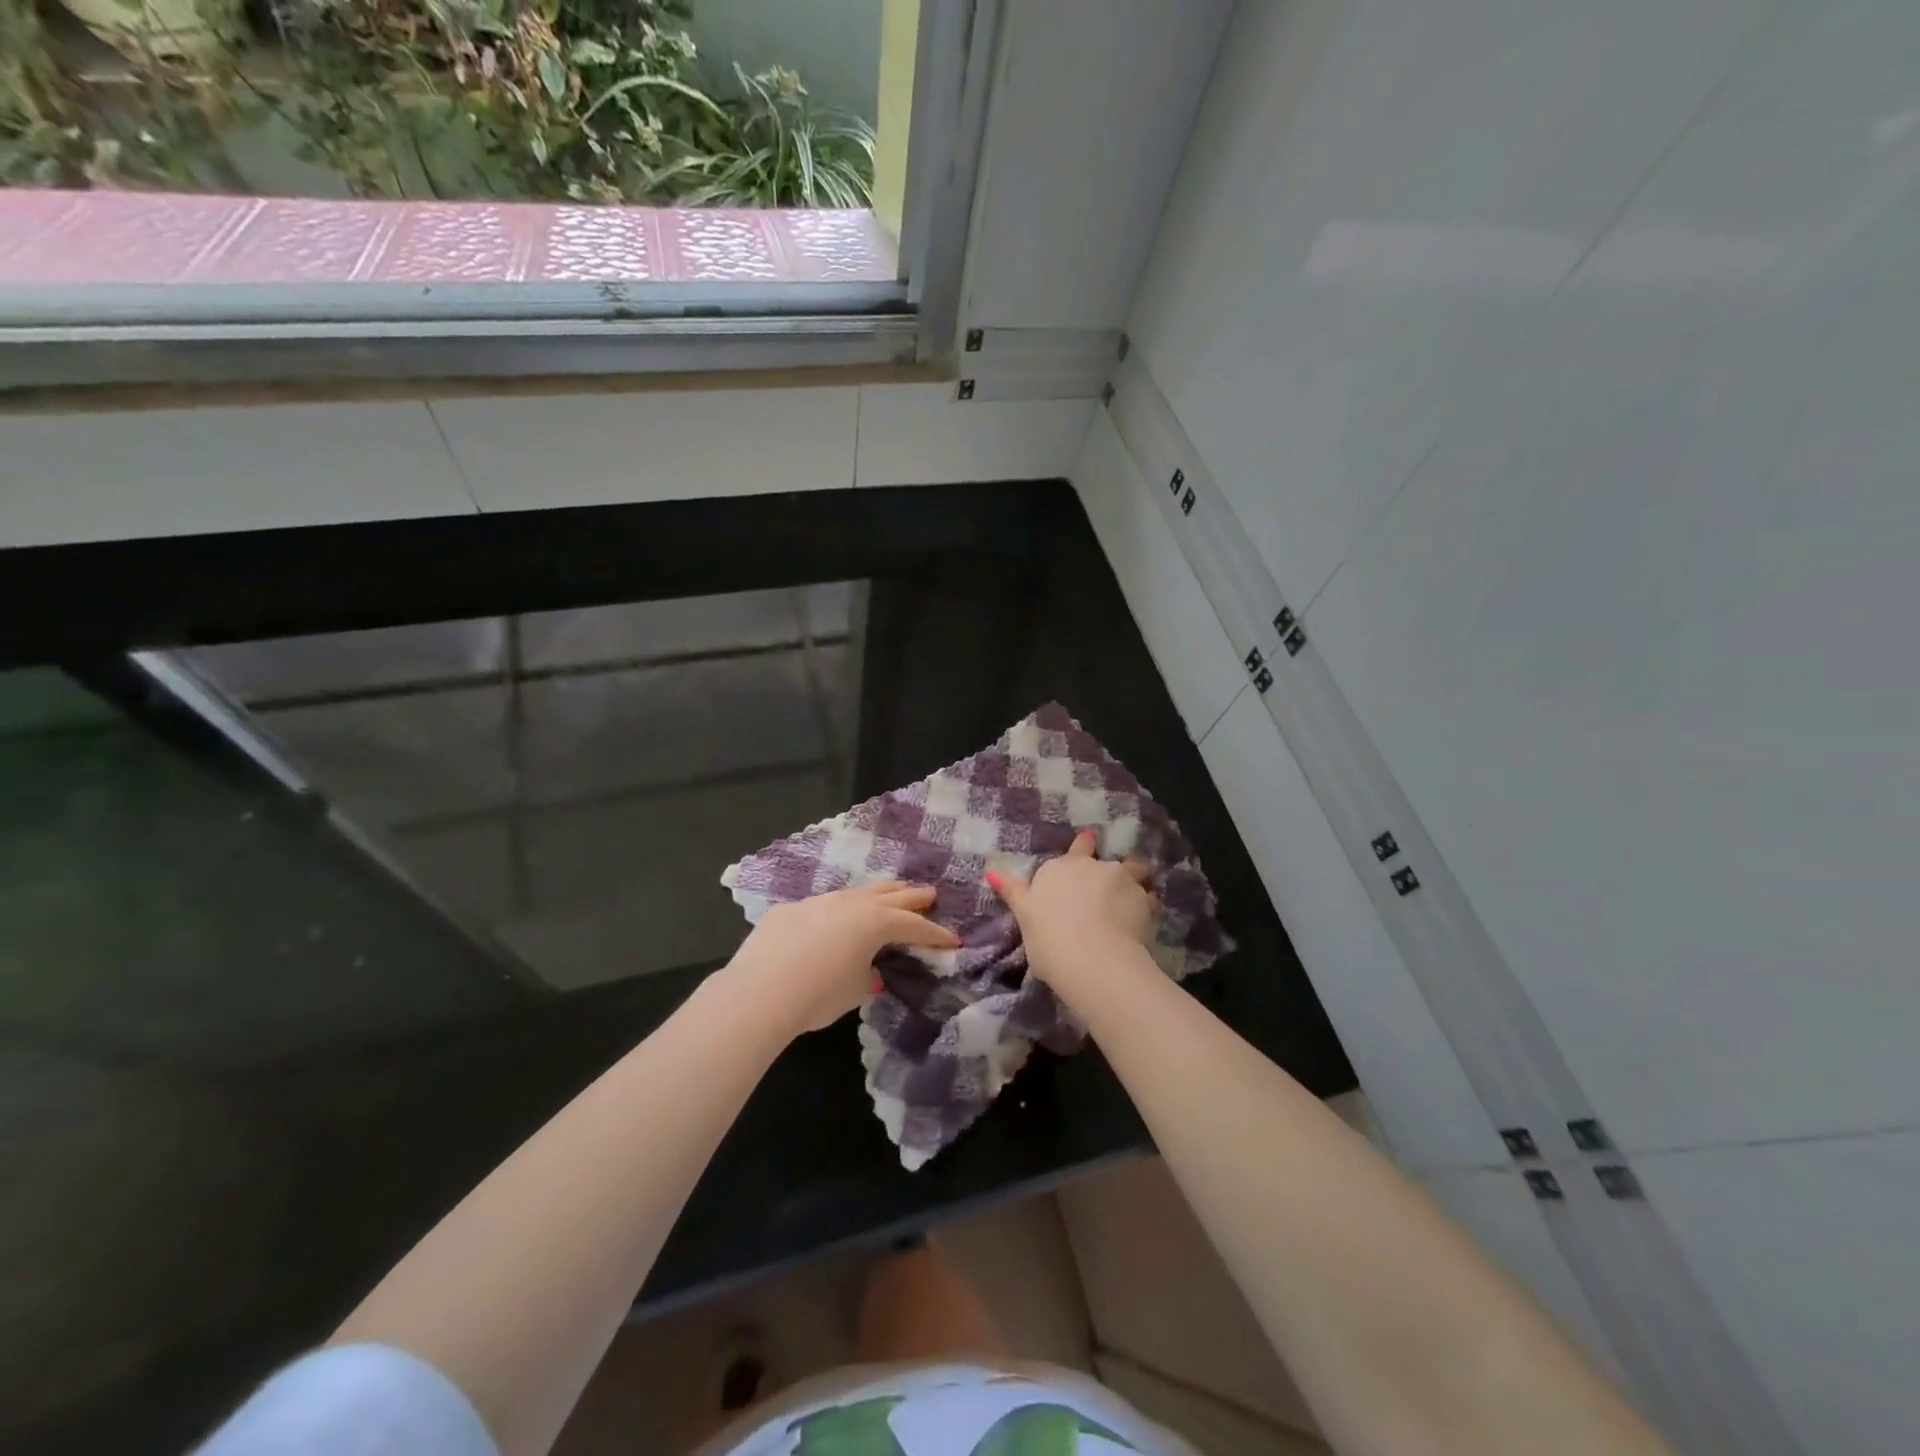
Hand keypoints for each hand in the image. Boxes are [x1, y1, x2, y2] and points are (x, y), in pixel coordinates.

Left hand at [723, 881, 960, 1034]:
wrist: (760, 991)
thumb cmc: (819, 994)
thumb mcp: (856, 989)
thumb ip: (868, 973)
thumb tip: (868, 968)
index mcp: (875, 922)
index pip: (914, 926)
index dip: (936, 934)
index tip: (953, 940)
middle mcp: (851, 904)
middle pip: (891, 895)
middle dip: (913, 896)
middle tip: (930, 893)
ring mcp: (819, 902)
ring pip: (857, 892)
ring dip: (877, 894)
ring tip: (889, 894)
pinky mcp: (790, 911)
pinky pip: (824, 905)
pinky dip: (839, 910)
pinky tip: (834, 919)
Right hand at [988, 830, 1152, 1008]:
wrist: (1091, 959)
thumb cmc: (1048, 939)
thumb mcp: (1024, 915)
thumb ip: (1013, 892)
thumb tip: (990, 871)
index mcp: (1060, 868)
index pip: (1076, 849)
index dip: (1083, 846)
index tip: (1090, 842)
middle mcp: (1092, 866)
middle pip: (1106, 858)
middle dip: (1112, 864)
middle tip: (1116, 877)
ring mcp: (1121, 879)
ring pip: (1135, 870)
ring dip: (1136, 878)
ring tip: (1138, 896)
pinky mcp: (1144, 900)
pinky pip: (1149, 899)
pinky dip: (1147, 906)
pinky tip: (1144, 920)